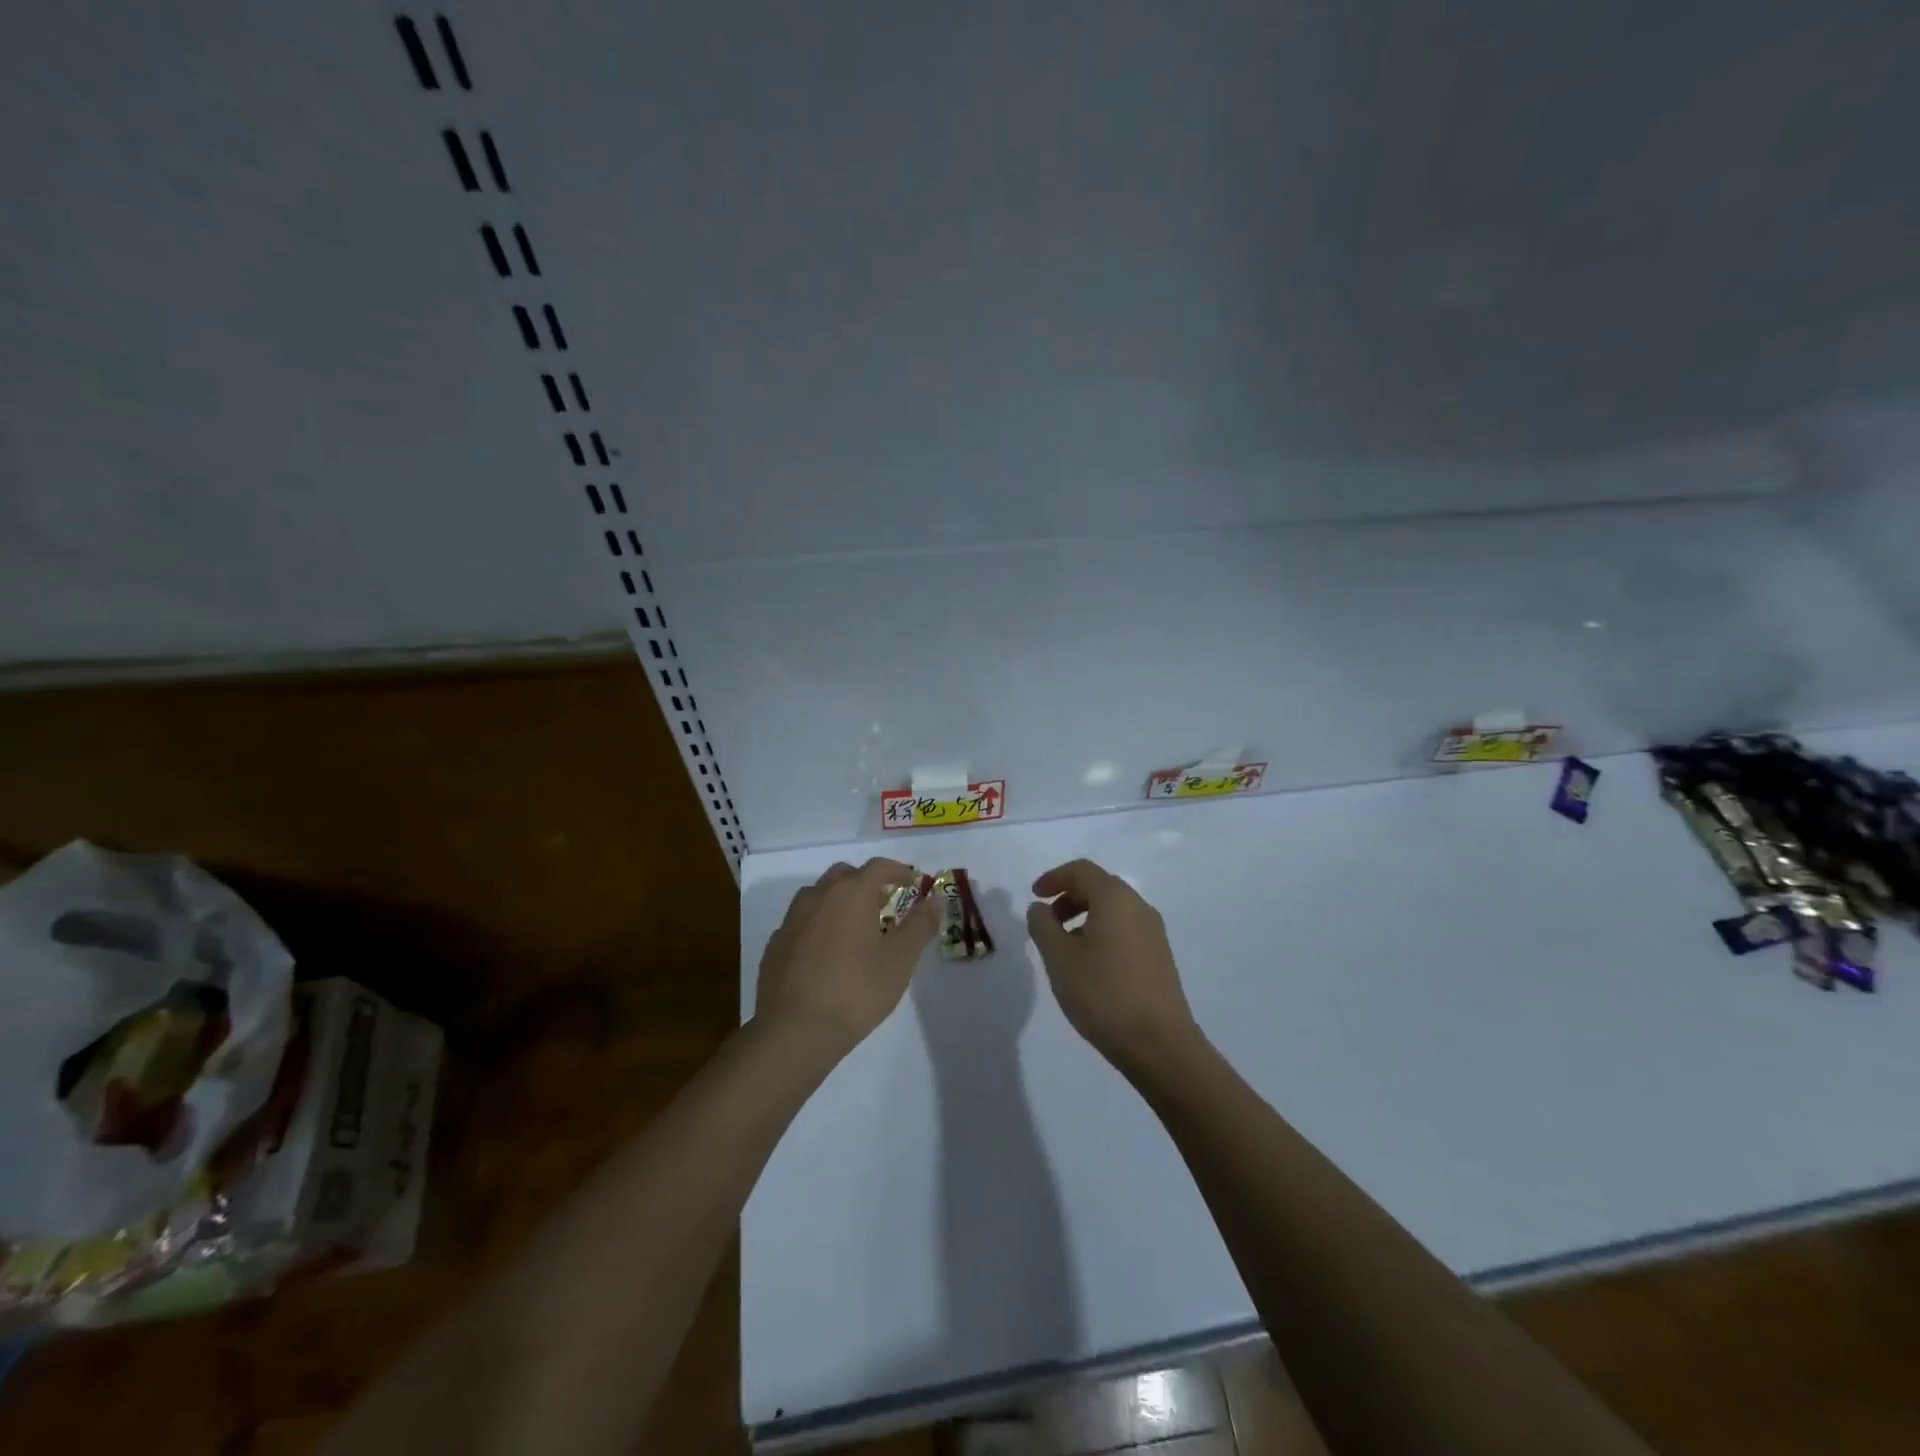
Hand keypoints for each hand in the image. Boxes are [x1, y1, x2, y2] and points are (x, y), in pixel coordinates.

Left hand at [756, 858, 936, 1057]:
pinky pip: (802, 922)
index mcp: (851, 893)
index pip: (878, 867)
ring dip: (839, 902)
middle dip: (866, 883)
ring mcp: (791, 920)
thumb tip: (934, 900)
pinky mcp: (775, 945)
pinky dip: (818, 926)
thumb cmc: (856, 991)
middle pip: (845, 875)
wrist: (793, 1031)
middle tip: (883, 905)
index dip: (898, 871)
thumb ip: (920, 926)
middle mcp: (818, 896)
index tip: (911, 884)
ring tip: (854, 929)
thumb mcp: (900, 960)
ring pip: (819, 896)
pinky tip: (826, 954)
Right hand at [1026, 859, 1202, 1079]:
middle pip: (1099, 887)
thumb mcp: (1059, 958)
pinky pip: (1125, 930)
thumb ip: (1043, 926)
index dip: (1054, 878)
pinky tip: (1090, 966)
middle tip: (1047, 922)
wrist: (1159, 1044)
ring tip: (1064, 948)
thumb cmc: (1103, 993)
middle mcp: (1139, 907)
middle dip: (1069, 897)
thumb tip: (1040, 908)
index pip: (1081, 870)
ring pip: (1113, 910)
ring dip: (1085, 917)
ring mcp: (1154, 932)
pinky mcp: (1160, 957)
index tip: (1034, 897)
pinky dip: (1102, 933)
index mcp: (1115, 898)